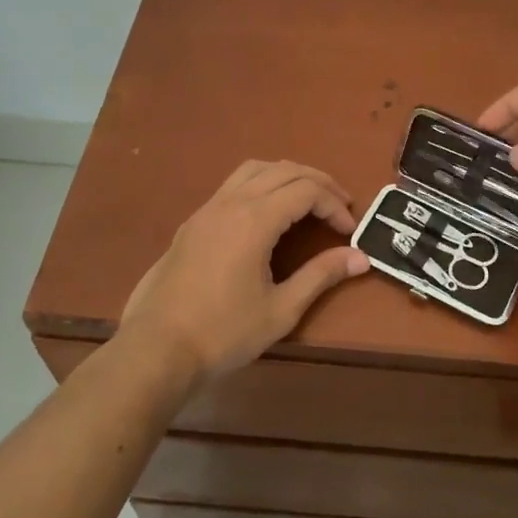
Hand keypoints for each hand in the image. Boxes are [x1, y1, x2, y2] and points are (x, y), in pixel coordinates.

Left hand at [118, 160, 368, 386]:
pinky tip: (269, 212)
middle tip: (340, 206)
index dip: (334, 205)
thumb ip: (321, 275)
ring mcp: (207, 209)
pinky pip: (234, 184)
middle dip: (318, 183)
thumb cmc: (223, 332)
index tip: (349, 231)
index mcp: (254, 219)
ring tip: (308, 199)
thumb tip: (360, 258)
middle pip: (284, 170)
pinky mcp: (193, 222)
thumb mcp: (281, 309)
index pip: (306, 191)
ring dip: (288, 175)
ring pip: (255, 169)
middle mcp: (231, 202)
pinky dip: (262, 184)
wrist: (156, 349)